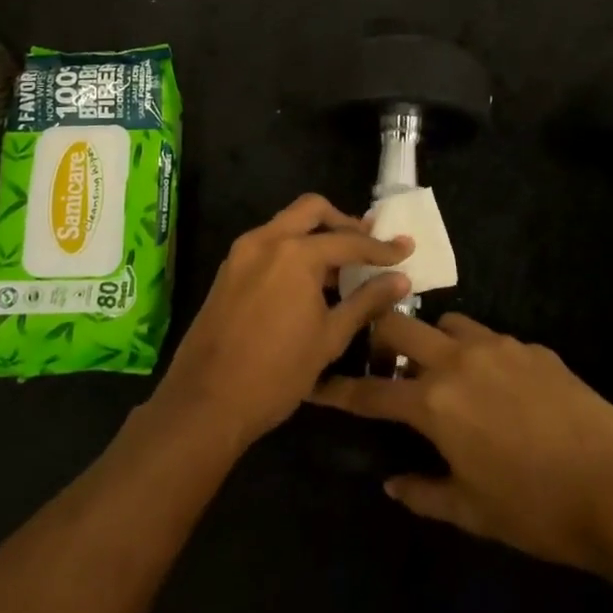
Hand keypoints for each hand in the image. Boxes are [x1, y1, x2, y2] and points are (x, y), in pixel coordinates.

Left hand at [151, 194, 411, 448]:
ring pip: (286, 224)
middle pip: (311, 210)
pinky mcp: (229, 271)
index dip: (381, 248)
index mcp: (295, 253)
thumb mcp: (330, 338)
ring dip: (316, 235)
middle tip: (367, 244)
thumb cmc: (277, 373)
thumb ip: (366, 301)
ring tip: (343, 264)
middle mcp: (266, 240)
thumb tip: (401, 279)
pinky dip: (293, 250)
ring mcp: (242, 253)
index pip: (348, 241)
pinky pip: (268, 245)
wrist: (206, 402)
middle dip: (343, 222)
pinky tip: (310, 280)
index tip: (406, 249)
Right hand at [313, 312, 612, 573]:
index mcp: (434, 402)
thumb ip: (422, 492)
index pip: (370, 391)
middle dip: (380, 337)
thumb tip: (392, 483)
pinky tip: (498, 384)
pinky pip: (491, 337)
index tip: (315, 384)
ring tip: (443, 369)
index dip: (337, 390)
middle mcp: (458, 360)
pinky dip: (478, 352)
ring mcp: (499, 347)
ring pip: (447, 322)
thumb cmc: (536, 510)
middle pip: (400, 326)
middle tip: (384, 363)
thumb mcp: (471, 511)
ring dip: (433, 340)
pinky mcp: (533, 348)